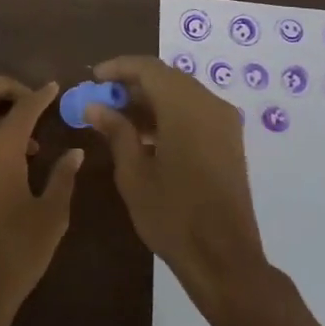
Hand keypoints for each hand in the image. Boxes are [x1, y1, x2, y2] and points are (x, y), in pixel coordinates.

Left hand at [0, 77, 82, 325]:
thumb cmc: (17, 254)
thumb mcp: (52, 216)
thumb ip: (63, 177)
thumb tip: (75, 152)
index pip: (22, 108)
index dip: (41, 94)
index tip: (54, 88)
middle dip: (3, 87)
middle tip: (30, 100)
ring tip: (29, 146)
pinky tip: (9, 171)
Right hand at [84, 56, 268, 314]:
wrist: (224, 258)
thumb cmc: (172, 215)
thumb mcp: (134, 174)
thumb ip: (116, 131)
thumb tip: (95, 106)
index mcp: (185, 107)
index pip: (148, 68)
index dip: (119, 67)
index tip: (94, 78)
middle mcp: (210, 104)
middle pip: (167, 78)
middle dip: (133, 84)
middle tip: (102, 98)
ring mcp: (224, 122)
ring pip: (182, 94)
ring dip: (151, 100)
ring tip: (118, 118)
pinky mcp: (230, 140)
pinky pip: (196, 111)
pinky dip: (170, 114)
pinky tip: (146, 136)